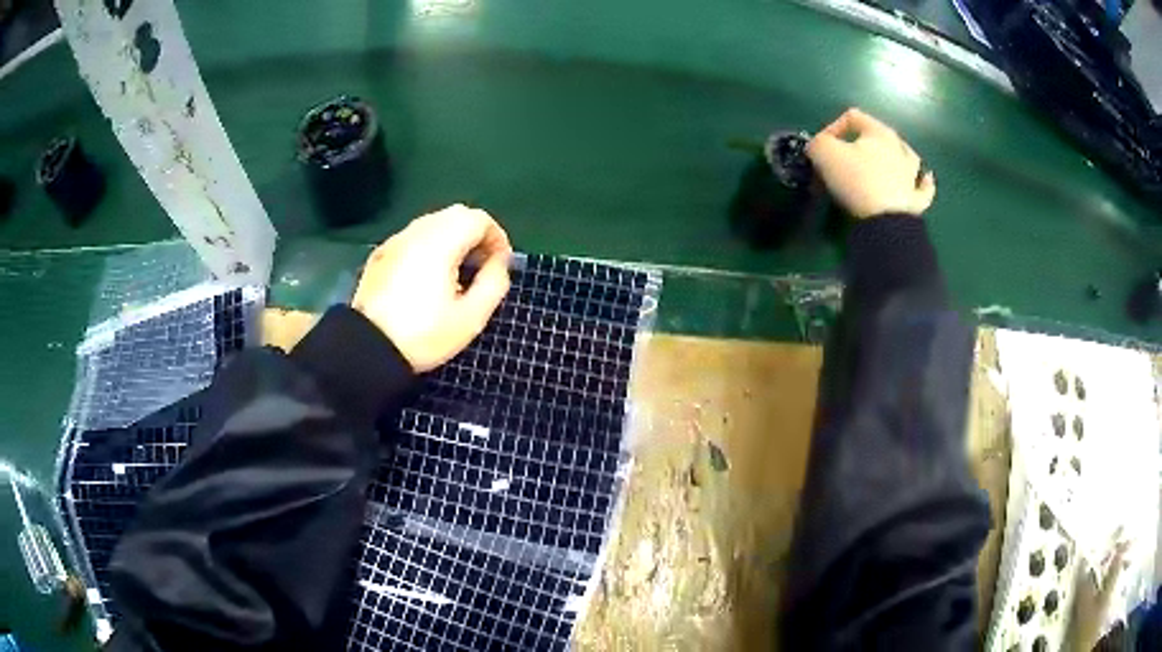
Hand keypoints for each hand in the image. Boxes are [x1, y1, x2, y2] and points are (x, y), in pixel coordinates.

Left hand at [352, 204, 512, 371]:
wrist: (368, 349)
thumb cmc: (424, 336)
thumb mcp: (471, 318)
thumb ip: (494, 283)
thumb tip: (499, 262)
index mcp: (440, 243)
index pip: (478, 219)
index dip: (497, 237)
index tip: (500, 264)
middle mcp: (416, 233)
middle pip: (456, 214)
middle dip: (476, 234)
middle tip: (482, 264)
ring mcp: (395, 242)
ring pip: (433, 223)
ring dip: (453, 238)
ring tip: (458, 271)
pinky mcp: (381, 255)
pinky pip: (413, 237)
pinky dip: (430, 245)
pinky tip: (428, 276)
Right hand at [806, 108, 935, 218]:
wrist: (883, 220)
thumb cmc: (855, 180)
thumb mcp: (824, 152)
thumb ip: (818, 142)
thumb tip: (819, 147)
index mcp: (879, 132)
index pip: (853, 117)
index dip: (833, 128)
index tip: (822, 149)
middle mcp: (899, 148)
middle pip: (880, 136)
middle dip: (861, 144)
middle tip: (844, 159)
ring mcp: (912, 175)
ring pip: (908, 157)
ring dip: (897, 157)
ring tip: (887, 162)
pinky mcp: (917, 200)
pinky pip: (924, 189)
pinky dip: (924, 183)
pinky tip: (925, 179)